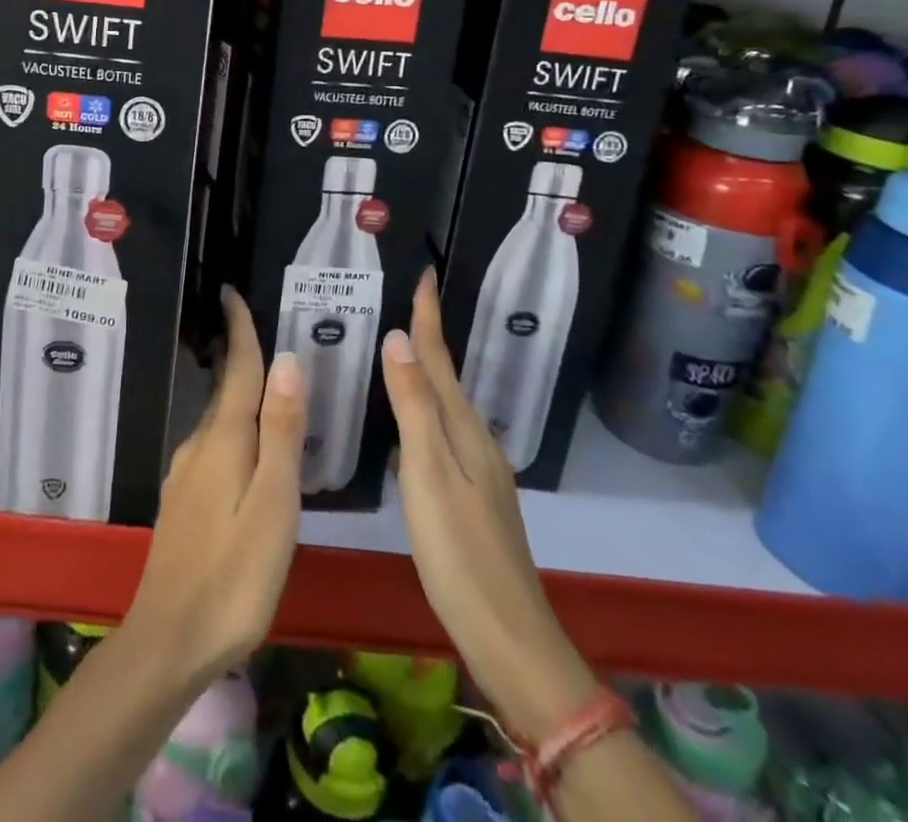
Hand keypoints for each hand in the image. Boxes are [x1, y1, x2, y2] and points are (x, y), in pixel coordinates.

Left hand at [125, 288, 306, 689]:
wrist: (170, 638)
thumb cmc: (234, 574)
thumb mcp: (272, 504)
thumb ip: (279, 433)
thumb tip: (287, 361)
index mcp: (224, 440)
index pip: (237, 370)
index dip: (239, 330)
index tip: (231, 291)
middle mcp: (199, 446)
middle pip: (224, 388)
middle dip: (238, 352)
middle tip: (257, 324)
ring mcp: (186, 473)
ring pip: (217, 417)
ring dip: (235, 388)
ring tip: (262, 376)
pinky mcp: (183, 499)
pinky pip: (212, 443)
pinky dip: (230, 423)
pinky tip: (244, 442)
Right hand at [381, 271, 596, 733]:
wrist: (510, 636)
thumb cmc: (460, 552)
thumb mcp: (428, 474)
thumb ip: (414, 407)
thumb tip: (398, 338)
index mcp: (464, 429)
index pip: (441, 359)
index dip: (428, 316)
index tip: (424, 272)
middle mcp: (476, 439)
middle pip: (447, 375)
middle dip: (428, 335)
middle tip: (404, 301)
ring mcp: (479, 469)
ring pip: (447, 403)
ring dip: (427, 370)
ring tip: (402, 347)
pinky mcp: (474, 494)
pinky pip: (446, 429)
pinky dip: (428, 406)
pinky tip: (415, 418)